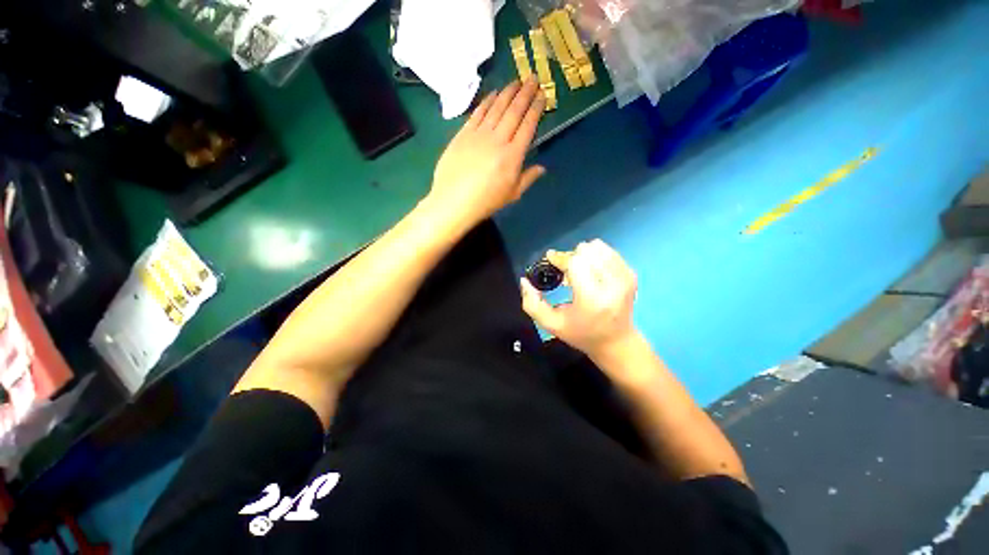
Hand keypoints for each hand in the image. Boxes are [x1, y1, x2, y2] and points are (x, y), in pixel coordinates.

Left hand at [428, 80, 545, 228]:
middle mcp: (498, 139)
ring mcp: (479, 134)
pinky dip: (487, 101)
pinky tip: (493, 93)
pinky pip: (478, 112)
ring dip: (508, 92)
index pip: (528, 126)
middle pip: (514, 111)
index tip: (542, 95)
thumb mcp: (512, 195)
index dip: (536, 108)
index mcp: (513, 155)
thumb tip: (542, 167)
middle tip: (533, 78)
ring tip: (516, 81)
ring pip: (497, 107)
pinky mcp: (463, 133)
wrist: (454, 201)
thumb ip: (528, 178)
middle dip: (525, 93)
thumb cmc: (486, 201)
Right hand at [521, 239, 638, 360]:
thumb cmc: (581, 334)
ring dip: (583, 255)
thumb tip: (525, 280)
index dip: (559, 258)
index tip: (551, 261)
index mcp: (592, 299)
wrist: (616, 342)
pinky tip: (591, 271)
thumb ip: (532, 304)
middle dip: (570, 257)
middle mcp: (612, 284)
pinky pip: (608, 251)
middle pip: (586, 251)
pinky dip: (595, 256)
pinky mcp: (631, 274)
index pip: (575, 262)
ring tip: (579, 272)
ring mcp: (625, 277)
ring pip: (597, 247)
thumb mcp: (551, 324)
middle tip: (565, 272)